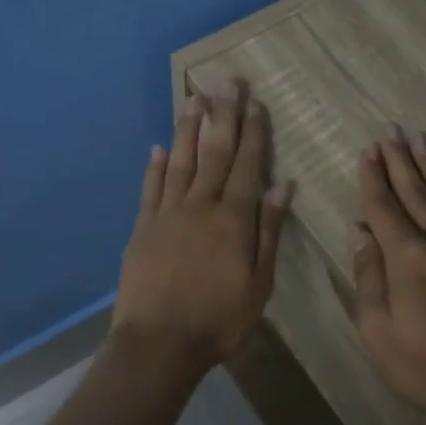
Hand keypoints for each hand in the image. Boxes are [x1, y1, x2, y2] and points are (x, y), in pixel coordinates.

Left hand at [112, 80, 293, 378]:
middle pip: (214, 154)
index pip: (247, 166)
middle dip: (223, 116)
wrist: (159, 343)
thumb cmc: (219, 319)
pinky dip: (154, 166)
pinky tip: (158, 147)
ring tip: (194, 98)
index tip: (256, 104)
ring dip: (188, 129)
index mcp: (233, 219)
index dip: (253, 134)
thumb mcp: (259, 283)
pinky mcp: (142, 228)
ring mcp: (166, 214)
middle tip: (227, 82)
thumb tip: (283, 187)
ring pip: (179, 162)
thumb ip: (268, 232)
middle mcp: (199, 206)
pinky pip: (150, 188)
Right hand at [350, 130, 425, 424]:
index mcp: (407, 256)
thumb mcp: (377, 329)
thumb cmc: (423, 365)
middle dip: (400, 162)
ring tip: (420, 140)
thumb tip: (360, 230)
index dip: (373, 178)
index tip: (367, 151)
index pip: (384, 207)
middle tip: (391, 132)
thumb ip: (368, 275)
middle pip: (416, 192)